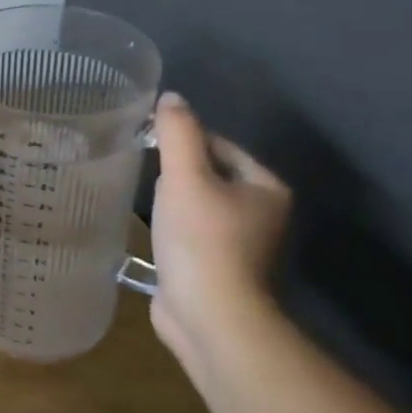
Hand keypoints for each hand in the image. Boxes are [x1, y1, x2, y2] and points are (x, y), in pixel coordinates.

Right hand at [149, 92, 291, 376]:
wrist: (210, 315)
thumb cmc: (202, 240)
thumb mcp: (184, 177)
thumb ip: (177, 133)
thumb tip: (171, 97)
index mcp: (266, 187)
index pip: (220, 145)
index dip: (183, 141)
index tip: (148, 146)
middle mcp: (261, 213)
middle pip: (209, 173)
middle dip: (176, 172)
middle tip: (146, 175)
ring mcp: (240, 243)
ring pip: (199, 204)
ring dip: (172, 201)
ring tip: (146, 201)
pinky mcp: (218, 266)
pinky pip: (191, 232)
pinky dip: (172, 228)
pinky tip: (152, 232)